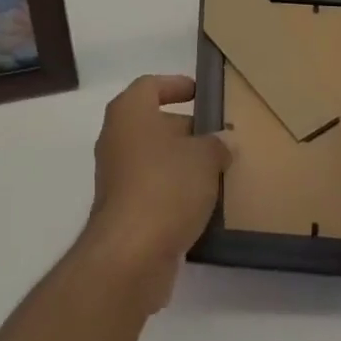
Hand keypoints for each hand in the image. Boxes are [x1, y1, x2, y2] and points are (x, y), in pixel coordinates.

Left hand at [81, 75, 231, 310]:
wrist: (130, 255)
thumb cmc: (165, 186)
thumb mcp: (204, 158)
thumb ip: (217, 144)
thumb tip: (224, 141)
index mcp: (130, 111)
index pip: (151, 85)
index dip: (176, 85)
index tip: (200, 93)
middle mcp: (116, 137)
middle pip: (154, 123)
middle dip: (186, 130)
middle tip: (219, 138)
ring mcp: (116, 175)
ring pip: (154, 159)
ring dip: (182, 164)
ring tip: (217, 172)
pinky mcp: (122, 211)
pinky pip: (152, 190)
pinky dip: (174, 193)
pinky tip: (202, 205)